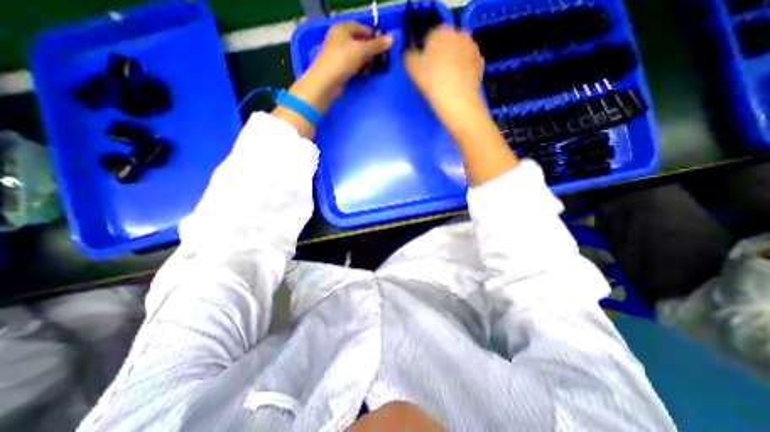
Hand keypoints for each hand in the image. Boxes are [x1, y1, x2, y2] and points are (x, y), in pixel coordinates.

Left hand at [291, 21, 393, 113]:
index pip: (361, 28)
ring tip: (374, 68)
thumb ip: (376, 45)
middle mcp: (339, 39)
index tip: (383, 45)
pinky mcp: (339, 68)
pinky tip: (366, 74)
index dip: (373, 36)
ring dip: (366, 61)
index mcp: (342, 29)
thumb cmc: (342, 60)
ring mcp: (338, 55)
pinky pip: (352, 65)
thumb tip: (391, 39)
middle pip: (359, 42)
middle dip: (370, 51)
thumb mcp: (361, 50)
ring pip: (356, 55)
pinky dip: (360, 68)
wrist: (326, 82)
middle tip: (380, 59)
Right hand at [406, 26, 481, 118]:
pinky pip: (467, 66)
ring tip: (445, 82)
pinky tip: (456, 85)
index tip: (421, 68)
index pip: (429, 38)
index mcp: (442, 31)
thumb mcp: (411, 67)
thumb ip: (409, 56)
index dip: (423, 53)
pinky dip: (462, 73)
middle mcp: (460, 34)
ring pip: (457, 55)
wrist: (457, 100)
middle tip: (433, 76)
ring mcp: (473, 49)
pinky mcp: (480, 65)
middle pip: (445, 45)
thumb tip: (412, 54)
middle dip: (439, 57)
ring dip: (452, 64)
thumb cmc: (432, 81)